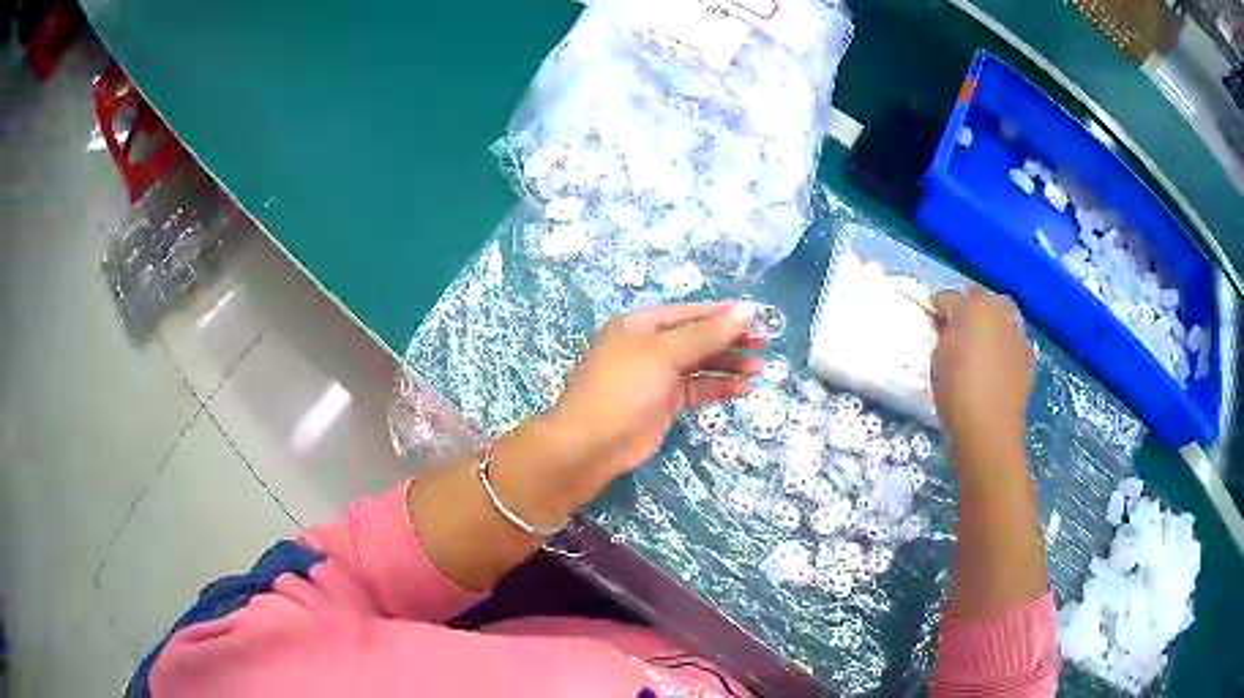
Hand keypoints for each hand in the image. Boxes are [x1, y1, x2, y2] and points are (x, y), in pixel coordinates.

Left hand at [545, 302, 762, 484]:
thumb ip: (707, 334)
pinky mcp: (664, 403)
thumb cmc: (623, 388)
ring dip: (728, 364)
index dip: (722, 313)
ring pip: (699, 363)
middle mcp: (649, 346)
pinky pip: (697, 388)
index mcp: (641, 325)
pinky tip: (743, 389)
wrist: (592, 444)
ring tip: (759, 367)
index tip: (756, 316)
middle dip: (729, 339)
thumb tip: (746, 311)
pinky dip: (719, 387)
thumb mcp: (664, 354)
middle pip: (697, 337)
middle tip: (763, 342)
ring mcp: (657, 376)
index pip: (689, 312)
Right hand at [930, 287, 1033, 461]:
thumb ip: (944, 334)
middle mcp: (1000, 310)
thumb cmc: (956, 389)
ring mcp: (1017, 332)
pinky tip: (993, 368)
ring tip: (977, 351)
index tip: (931, 328)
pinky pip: (1010, 342)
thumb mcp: (937, 357)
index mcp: (973, 304)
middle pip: (979, 300)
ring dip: (988, 328)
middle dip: (967, 312)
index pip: (947, 297)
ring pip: (999, 319)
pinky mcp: (1028, 356)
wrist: (989, 428)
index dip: (937, 312)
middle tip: (955, 335)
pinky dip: (1002, 348)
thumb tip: (949, 329)